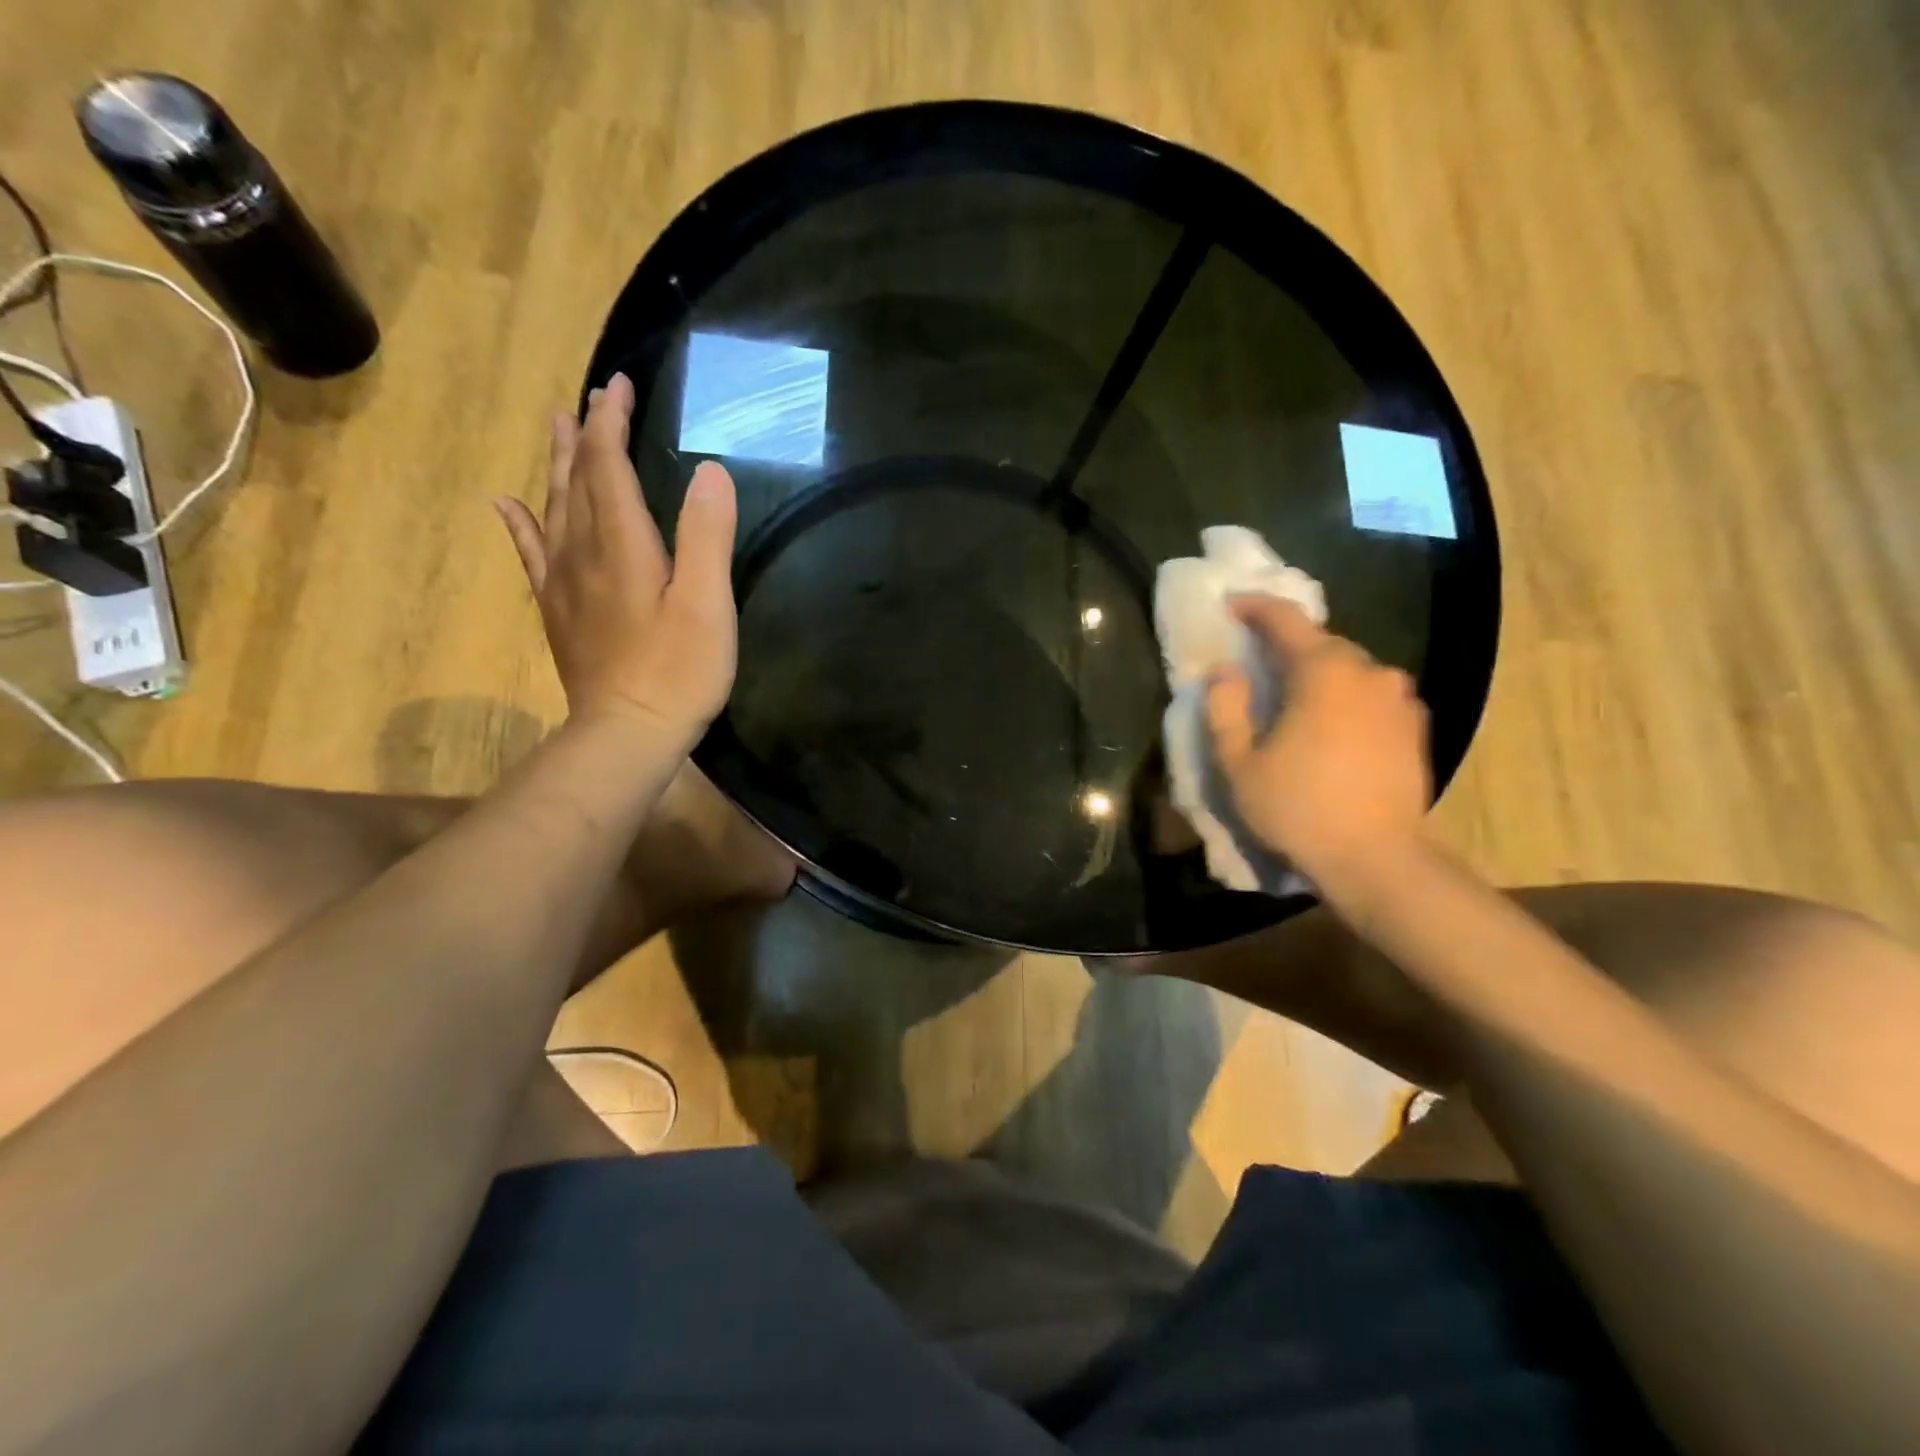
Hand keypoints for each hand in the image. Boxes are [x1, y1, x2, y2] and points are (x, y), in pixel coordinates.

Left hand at [497, 374, 737, 741]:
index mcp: (622, 544)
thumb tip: (710, 470)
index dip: (610, 422)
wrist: (627, 733)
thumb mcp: (707, 604)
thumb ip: (706, 536)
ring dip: (557, 465)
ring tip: (555, 428)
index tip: (617, 383)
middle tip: (589, 398)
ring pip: (553, 507)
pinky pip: (532, 554)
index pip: (608, 465)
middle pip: (575, 479)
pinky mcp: (559, 610)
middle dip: (584, 434)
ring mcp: (563, 582)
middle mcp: (583, 551)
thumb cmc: (678, 671)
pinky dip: (520, 524)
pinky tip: (506, 505)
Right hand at [1205, 596, 1430, 877]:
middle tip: (1258, 660)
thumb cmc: (1298, 807)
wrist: (1378, 859)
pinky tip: (1332, 725)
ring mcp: (1399, 699)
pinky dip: (1346, 697)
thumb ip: (1225, 708)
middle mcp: (1369, 672)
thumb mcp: (1239, 763)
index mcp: (1323, 671)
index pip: (1285, 620)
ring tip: (1295, 698)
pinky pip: (1372, 695)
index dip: (1255, 606)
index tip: (1231, 603)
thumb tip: (1226, 670)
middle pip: (1322, 643)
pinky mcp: (1415, 727)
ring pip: (1350, 670)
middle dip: (1287, 644)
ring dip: (1319, 673)